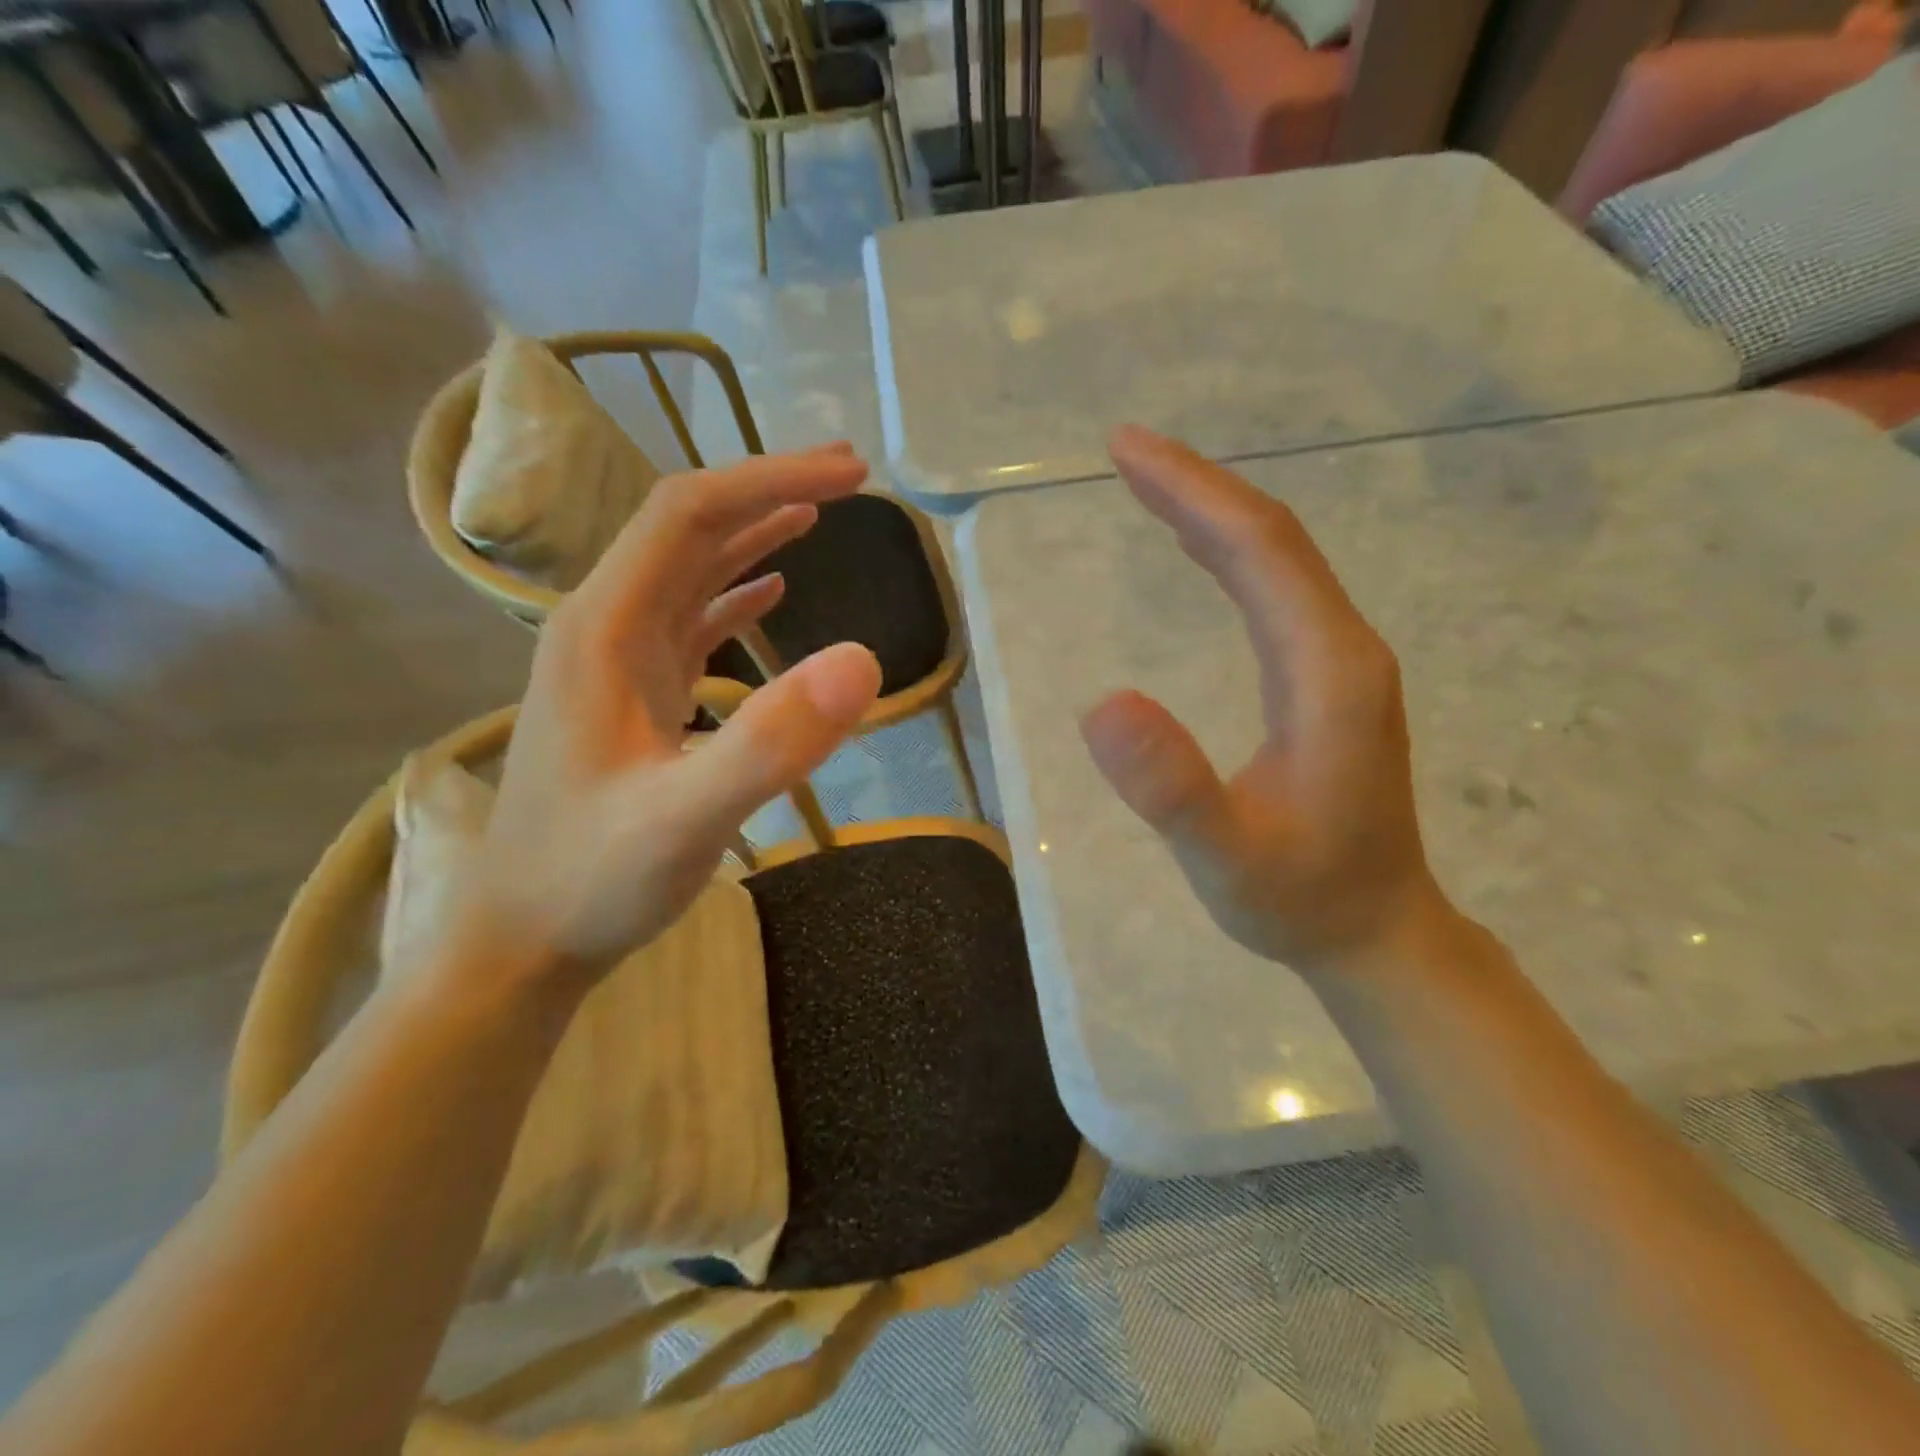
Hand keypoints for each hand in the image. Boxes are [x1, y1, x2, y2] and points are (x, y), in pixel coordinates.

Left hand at [471, 445, 881, 983]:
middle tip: (851, 476)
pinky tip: (770, 591)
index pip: (688, 513)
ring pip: (688, 569)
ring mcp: (617, 662)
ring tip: (817, 510)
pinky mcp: (633, 697)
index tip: (852, 474)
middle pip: (687, 527)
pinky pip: (688, 620)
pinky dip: (735, 593)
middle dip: (768, 489)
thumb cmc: (592, 879)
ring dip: (752, 533)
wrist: (520, 938)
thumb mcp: (686, 818)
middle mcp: (604, 627)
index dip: (769, 479)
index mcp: (605, 628)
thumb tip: (862, 659)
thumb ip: (772, 741)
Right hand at [1079, 427, 1453, 976]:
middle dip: (1198, 487)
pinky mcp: (1327, 682)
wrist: (1376, 932)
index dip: (1194, 493)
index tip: (1127, 450)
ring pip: (1277, 562)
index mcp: (1328, 672)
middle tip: (1126, 449)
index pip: (1261, 552)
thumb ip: (1172, 789)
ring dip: (1212, 514)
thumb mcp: (1226, 859)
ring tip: (1150, 484)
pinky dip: (1229, 556)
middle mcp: (1345, 649)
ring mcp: (1341, 664)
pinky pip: (1275, 594)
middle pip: (1272, 541)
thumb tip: (1101, 703)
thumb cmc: (1299, 899)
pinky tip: (1198, 552)